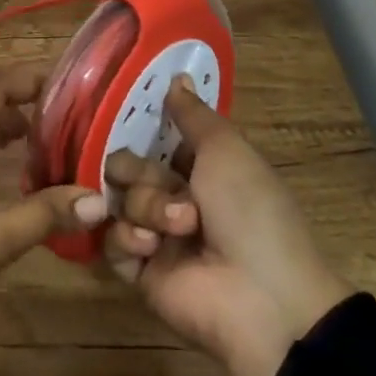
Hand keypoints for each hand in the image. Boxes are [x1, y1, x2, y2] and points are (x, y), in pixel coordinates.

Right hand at [105, 78, 351, 375]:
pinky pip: (111, 241)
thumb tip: (175, 75)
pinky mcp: (139, 273)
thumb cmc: (251, 212)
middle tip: (164, 186)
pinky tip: (152, 247)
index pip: (152, 141)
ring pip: (120, 201)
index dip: (139, 132)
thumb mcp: (228, 151)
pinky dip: (128, 239)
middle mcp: (174, 199)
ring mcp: (155, 237)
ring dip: (146, 208)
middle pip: (127, 167)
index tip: (120, 118)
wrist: (264, 300)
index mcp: (199, 170)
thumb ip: (194, 115)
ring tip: (176, 229)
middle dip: (139, 173)